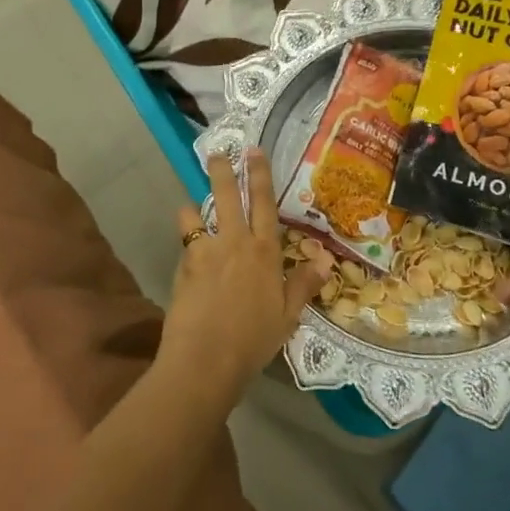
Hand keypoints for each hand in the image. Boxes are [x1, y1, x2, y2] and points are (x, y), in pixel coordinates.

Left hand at [160, 149, 328, 402]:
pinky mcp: (183, 266)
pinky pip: (184, 242)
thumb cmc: (253, 341)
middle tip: (217, 153)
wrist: (206, 360)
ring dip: (193, 207)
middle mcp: (235, 243)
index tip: (253, 151)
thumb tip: (326, 259)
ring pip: (196, 214)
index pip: (264, 203)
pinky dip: (187, 241)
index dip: (259, 174)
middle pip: (227, 195)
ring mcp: (205, 252)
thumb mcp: (286, 317)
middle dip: (222, 170)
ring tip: (191, 209)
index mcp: (264, 252)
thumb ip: (303, 284)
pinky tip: (188, 251)